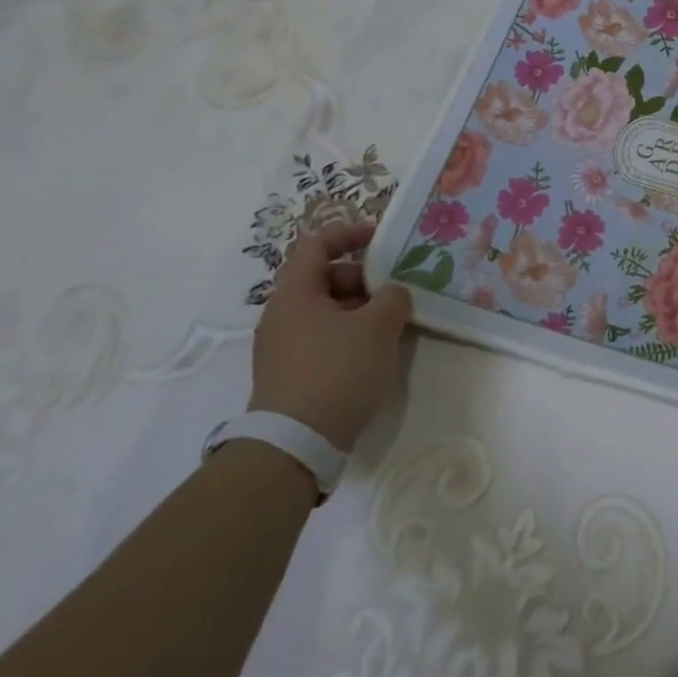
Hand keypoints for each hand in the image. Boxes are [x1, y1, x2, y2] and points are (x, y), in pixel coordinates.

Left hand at [250, 219, 411, 452]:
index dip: (349, 234)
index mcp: (295, 293)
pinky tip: (375, 352)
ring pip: (326, 310)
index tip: (381, 237)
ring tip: (393, 323)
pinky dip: (350, 333)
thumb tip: (392, 293)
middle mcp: (282, 314)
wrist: (296, 443)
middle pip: (324, 278)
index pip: (317, 245)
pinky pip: (323, 337)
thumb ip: (394, 297)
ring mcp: (282, 346)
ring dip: (360, 309)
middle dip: (363, 278)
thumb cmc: (338, 370)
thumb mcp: (379, 326)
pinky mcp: (290, 373)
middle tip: (395, 290)